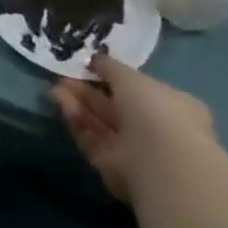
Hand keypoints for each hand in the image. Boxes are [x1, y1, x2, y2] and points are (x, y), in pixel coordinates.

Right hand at [52, 58, 213, 201]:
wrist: (159, 163)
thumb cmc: (155, 111)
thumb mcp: (131, 77)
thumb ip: (111, 67)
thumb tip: (95, 60)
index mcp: (171, 107)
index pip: (139, 90)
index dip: (112, 78)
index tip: (89, 66)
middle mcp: (154, 130)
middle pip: (114, 108)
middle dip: (88, 91)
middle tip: (64, 76)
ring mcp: (134, 151)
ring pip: (100, 124)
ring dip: (78, 104)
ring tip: (55, 87)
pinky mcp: (113, 168)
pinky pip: (92, 139)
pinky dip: (76, 121)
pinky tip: (60, 102)